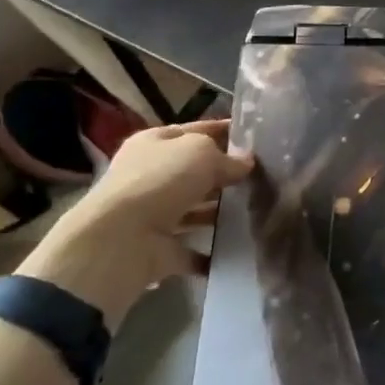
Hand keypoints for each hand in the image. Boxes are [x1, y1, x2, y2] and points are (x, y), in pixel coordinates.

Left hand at [76, 120, 254, 238]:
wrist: (120, 241)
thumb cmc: (161, 181)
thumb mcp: (201, 154)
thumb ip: (227, 157)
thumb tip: (246, 163)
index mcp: (154, 143)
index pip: (195, 131)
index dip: (223, 131)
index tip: (255, 138)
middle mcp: (150, 176)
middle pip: (194, 172)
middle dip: (225, 175)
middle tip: (264, 177)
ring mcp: (154, 215)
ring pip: (195, 210)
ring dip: (220, 213)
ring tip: (259, 211)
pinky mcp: (159, 249)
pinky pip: (193, 250)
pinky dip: (212, 253)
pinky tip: (241, 248)